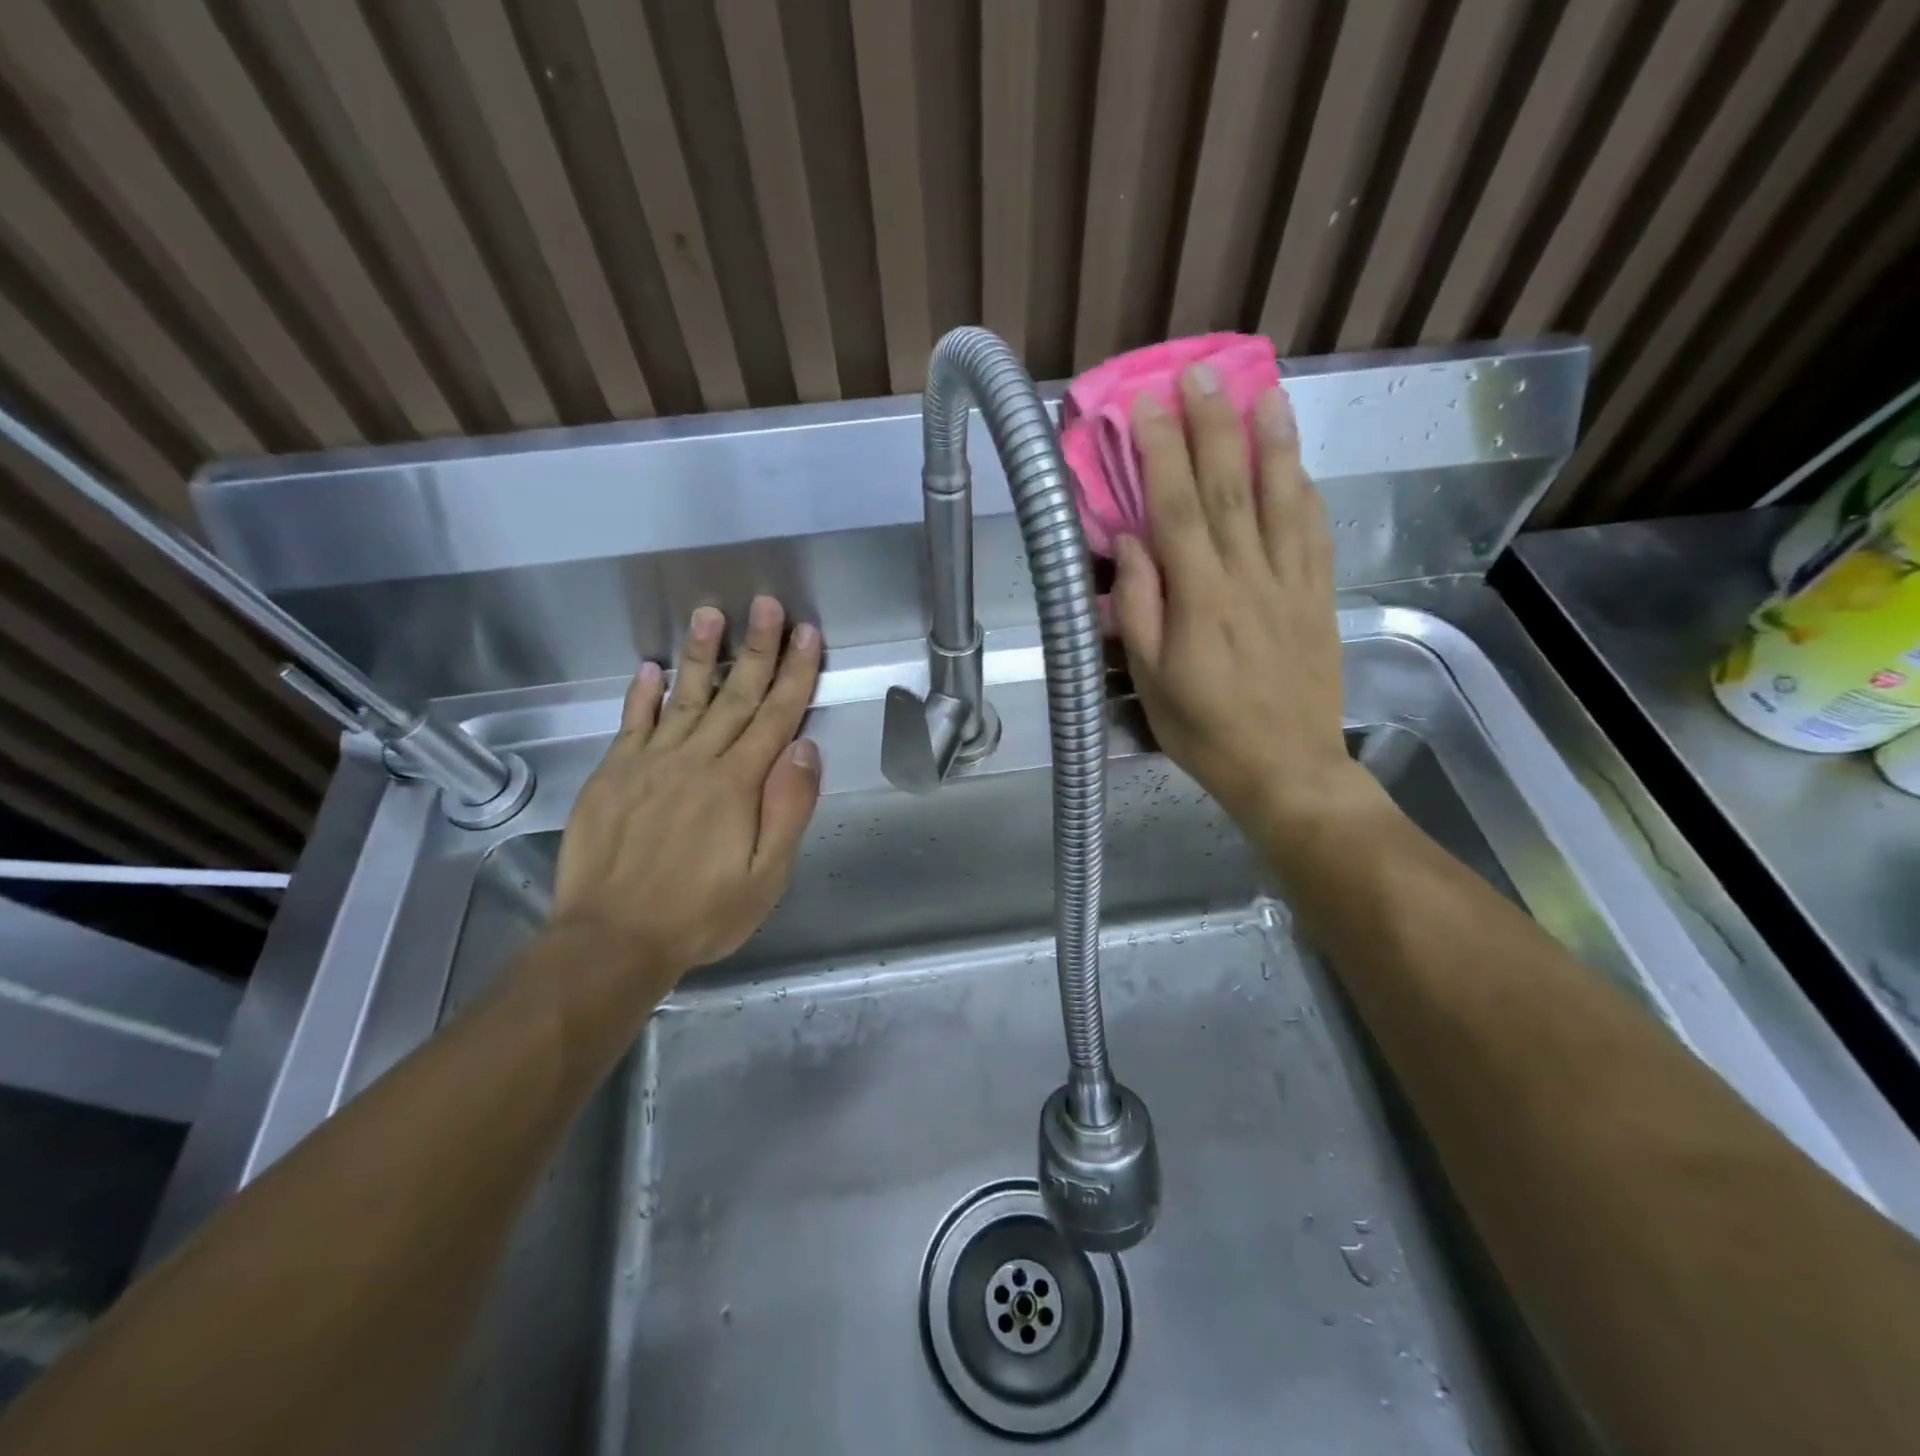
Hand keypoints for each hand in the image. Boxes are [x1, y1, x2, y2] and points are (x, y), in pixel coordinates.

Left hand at [553, 596, 821, 981]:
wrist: (611, 939)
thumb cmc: (700, 913)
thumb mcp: (766, 877)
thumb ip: (788, 808)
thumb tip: (804, 748)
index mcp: (738, 783)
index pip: (775, 715)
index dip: (795, 673)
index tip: (807, 634)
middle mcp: (696, 760)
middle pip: (734, 694)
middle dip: (756, 647)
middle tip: (766, 603)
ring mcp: (649, 763)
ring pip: (683, 697)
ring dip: (700, 653)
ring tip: (710, 613)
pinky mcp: (613, 774)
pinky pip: (631, 723)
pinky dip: (642, 693)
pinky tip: (650, 667)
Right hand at [1111, 366, 1367, 835]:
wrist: (1285, 768)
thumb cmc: (1204, 730)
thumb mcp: (1152, 681)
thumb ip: (1141, 609)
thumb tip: (1132, 545)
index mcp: (1200, 600)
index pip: (1177, 510)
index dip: (1161, 453)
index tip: (1149, 406)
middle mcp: (1249, 579)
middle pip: (1230, 489)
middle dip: (1213, 428)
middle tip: (1201, 375)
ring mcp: (1291, 584)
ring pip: (1282, 499)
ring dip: (1271, 441)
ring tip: (1264, 391)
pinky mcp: (1318, 597)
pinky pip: (1314, 532)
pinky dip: (1305, 490)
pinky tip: (1298, 462)